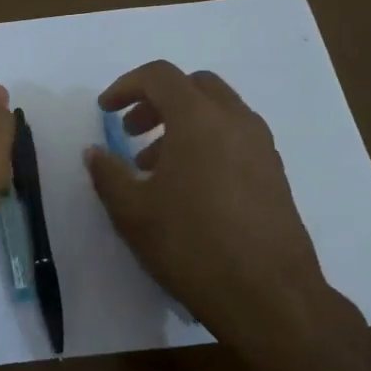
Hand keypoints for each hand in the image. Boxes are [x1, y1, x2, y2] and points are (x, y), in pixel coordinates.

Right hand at [86, 60, 331, 339]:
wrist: (267, 294)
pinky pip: (236, 137)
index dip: (126, 86)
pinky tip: (190, 187)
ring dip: (183, 124)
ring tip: (155, 166)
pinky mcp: (275, 173)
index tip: (105, 110)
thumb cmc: (190, 244)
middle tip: (132, 132)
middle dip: (158, 101)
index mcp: (198, 119)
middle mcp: (236, 120)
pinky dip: (208, 143)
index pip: (160, 76)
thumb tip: (95, 152)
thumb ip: (108, 173)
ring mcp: (262, 146)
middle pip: (194, 86)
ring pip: (219, 112)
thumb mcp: (132, 211)